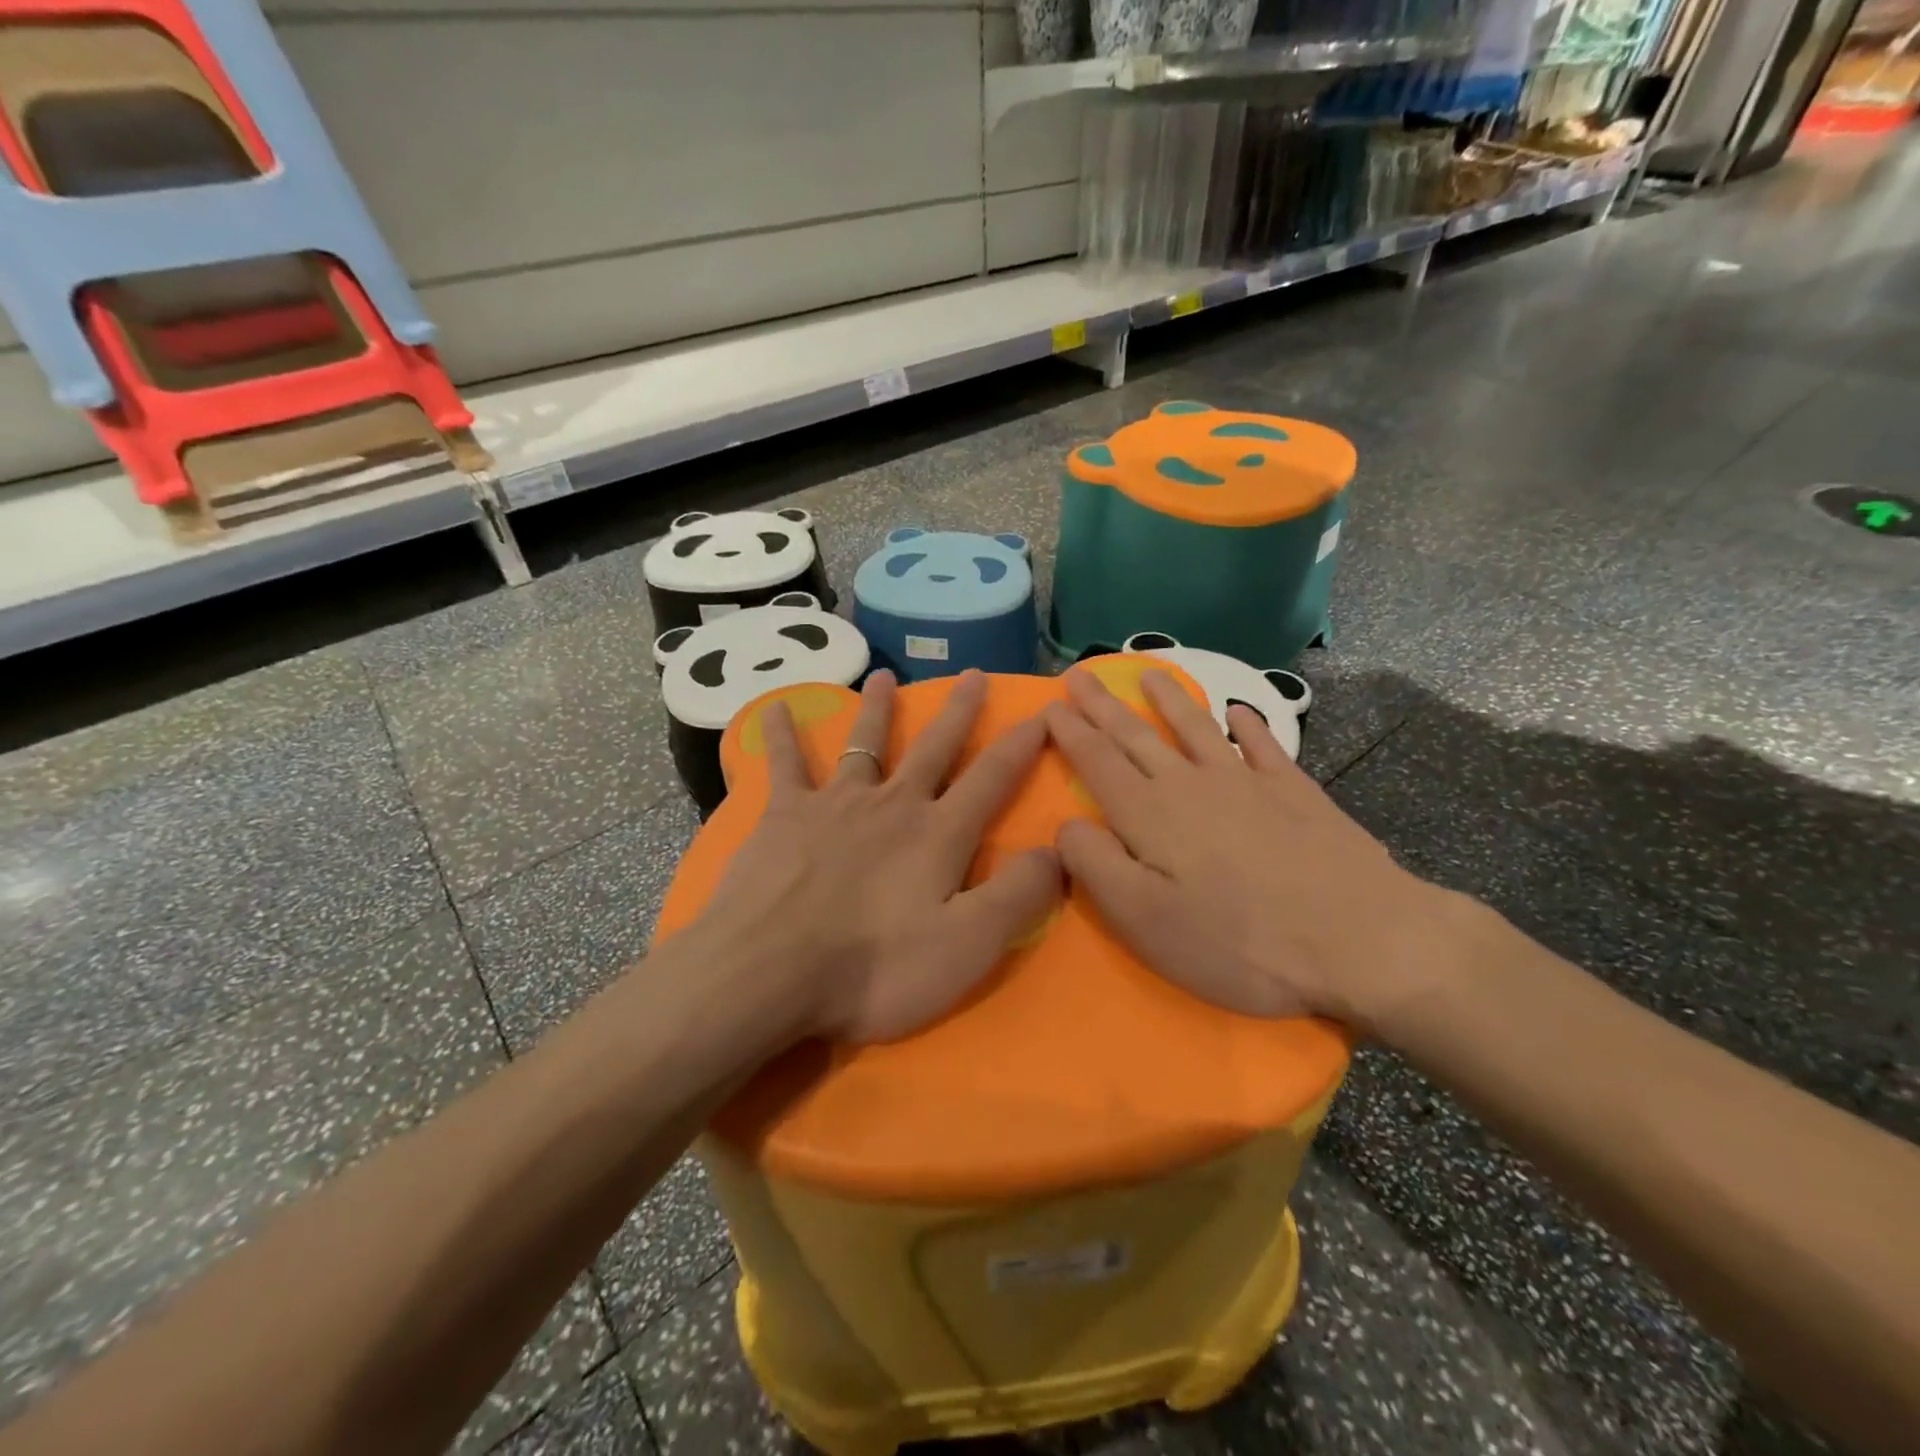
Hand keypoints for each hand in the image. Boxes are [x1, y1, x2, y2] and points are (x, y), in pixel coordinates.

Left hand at [693, 669, 1060, 1044]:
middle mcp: (892, 804)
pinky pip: (784, 765)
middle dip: (958, 712)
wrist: (768, 972)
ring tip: (884, 676)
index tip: (1042, 713)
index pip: (992, 779)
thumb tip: (1059, 851)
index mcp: (938, 834)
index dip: (1021, 746)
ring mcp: (835, 803)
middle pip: (933, 748)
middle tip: (972, 674)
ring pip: (864, 744)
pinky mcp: (784, 815)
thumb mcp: (967, 945)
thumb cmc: (874, 967)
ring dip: (878, 709)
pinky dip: (781, 735)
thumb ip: (1018, 896)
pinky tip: (775, 710)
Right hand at [1044, 668, 1471, 1035]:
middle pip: (1137, 737)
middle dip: (1104, 706)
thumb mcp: (1145, 920)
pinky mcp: (1295, 793)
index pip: (1098, 762)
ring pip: (1196, 729)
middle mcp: (1191, 785)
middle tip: (1081, 675)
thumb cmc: (1238, 942)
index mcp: (1149, 815)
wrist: (1359, 939)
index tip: (1051, 705)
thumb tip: (1065, 824)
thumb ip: (1095, 866)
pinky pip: (1263, 746)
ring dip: (1169, 701)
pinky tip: (1239, 713)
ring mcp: (1247, 783)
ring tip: (1150, 675)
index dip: (1071, 733)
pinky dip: (1248, 726)